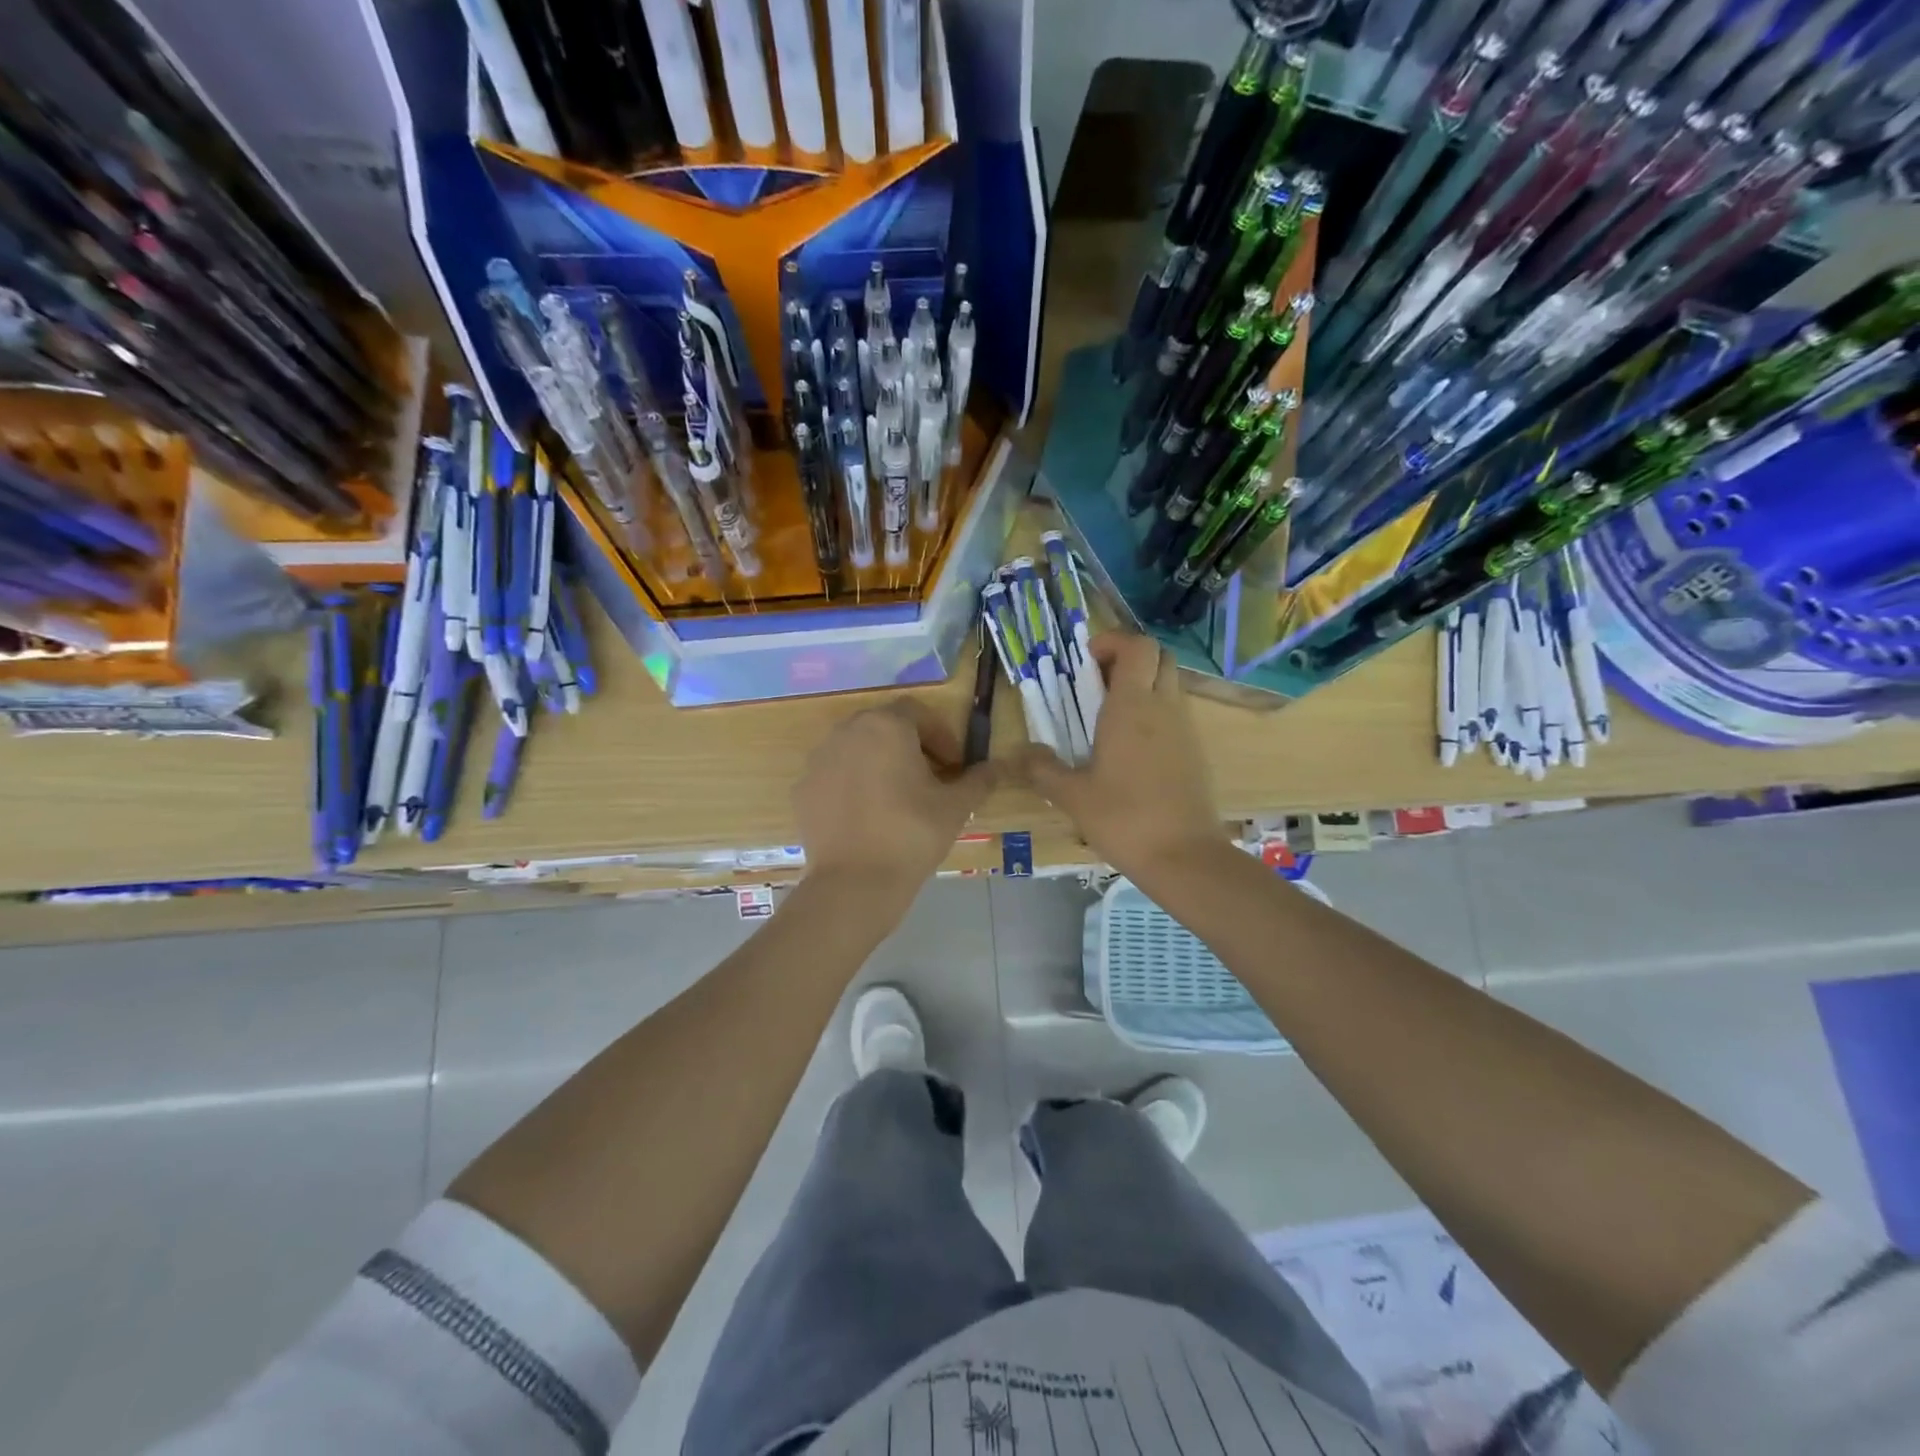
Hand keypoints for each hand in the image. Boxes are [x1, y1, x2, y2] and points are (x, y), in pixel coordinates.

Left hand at [795, 699, 994, 895]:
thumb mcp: (956, 807)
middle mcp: (847, 732)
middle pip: (885, 727)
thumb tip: (996, 767)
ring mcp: (819, 759)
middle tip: (930, 779)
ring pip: (857, 749)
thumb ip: (979, 780)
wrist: (854, 883)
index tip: (954, 765)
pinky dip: (853, 785)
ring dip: (880, 763)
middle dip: (910, 746)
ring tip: (898, 798)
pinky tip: (867, 816)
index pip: (918, 713)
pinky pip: (835, 775)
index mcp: (886, 726)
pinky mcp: (803, 788)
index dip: (941, 735)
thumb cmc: (911, 834)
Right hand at [1015, 632, 1226, 882]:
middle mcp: (1164, 707)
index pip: (1137, 645)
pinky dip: (1153, 712)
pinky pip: (1175, 713)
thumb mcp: (1073, 796)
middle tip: (1096, 683)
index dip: (1112, 641)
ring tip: (1106, 717)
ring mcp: (1185, 728)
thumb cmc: (1125, 819)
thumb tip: (1021, 754)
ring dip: (1141, 685)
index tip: (1085, 661)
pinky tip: (1128, 749)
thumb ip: (1043, 769)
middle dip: (1128, 657)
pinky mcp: (1195, 751)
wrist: (1185, 857)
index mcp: (1133, 706)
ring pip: (1169, 683)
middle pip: (1159, 656)